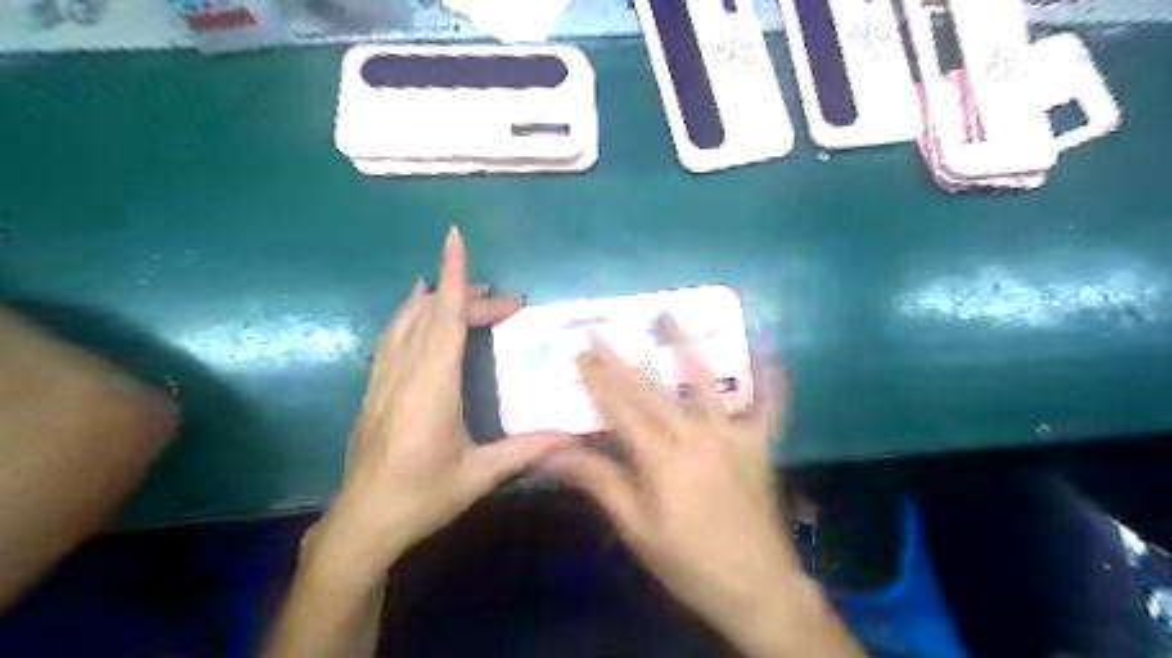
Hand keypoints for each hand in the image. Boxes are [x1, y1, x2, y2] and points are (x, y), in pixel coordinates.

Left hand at [308, 228, 569, 588]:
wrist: (363, 522)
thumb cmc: (423, 495)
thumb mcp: (479, 475)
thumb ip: (526, 450)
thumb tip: (573, 436)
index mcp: (433, 385)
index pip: (445, 318)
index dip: (453, 276)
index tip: (455, 238)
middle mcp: (405, 371)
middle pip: (433, 316)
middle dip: (467, 297)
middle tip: (506, 301)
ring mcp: (384, 378)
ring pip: (406, 321)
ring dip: (434, 299)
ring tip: (459, 288)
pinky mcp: (374, 388)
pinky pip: (392, 337)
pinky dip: (408, 315)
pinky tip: (416, 313)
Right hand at [544, 317, 810, 649]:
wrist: (757, 588)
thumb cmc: (689, 562)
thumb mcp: (637, 529)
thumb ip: (600, 483)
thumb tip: (554, 453)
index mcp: (661, 460)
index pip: (620, 409)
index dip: (598, 379)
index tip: (580, 352)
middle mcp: (696, 437)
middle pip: (651, 390)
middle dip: (621, 359)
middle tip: (601, 331)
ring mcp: (733, 436)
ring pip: (705, 381)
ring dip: (685, 344)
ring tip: (669, 313)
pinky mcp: (761, 445)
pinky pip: (769, 405)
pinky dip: (769, 377)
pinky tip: (767, 350)